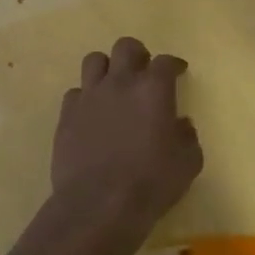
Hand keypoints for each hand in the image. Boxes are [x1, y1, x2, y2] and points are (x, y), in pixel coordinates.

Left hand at [45, 36, 203, 254]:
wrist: (98, 206)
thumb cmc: (151, 183)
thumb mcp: (188, 163)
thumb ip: (187, 137)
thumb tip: (180, 125)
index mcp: (153, 89)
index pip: (165, 62)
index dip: (173, 65)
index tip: (178, 72)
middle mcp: (120, 83)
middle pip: (126, 47)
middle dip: (138, 55)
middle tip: (143, 74)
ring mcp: (89, 97)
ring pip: (94, 60)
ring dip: (107, 69)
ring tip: (114, 87)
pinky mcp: (66, 116)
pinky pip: (75, 93)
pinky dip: (86, 98)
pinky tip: (92, 115)